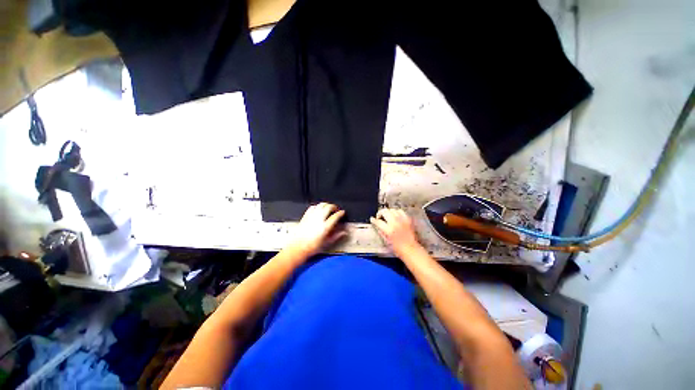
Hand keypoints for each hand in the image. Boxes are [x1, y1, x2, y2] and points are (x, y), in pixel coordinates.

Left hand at [286, 203, 347, 257]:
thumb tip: (343, 233)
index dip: (340, 213)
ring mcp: (311, 217)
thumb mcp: (326, 243)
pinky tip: (318, 209)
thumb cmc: (311, 247)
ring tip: (328, 208)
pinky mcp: (305, 216)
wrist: (297, 247)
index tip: (342, 213)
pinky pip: (313, 207)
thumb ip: (336, 236)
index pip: (335, 216)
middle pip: (328, 207)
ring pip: (321, 205)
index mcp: (325, 227)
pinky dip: (317, 206)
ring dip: (326, 205)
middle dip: (334, 206)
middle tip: (336, 209)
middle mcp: (318, 220)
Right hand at [370, 209, 421, 256]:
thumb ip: (380, 231)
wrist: (411, 249)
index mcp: (388, 230)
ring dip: (388, 212)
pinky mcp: (408, 219)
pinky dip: (396, 212)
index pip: (378, 221)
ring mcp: (402, 220)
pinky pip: (400, 211)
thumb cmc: (397, 248)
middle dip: (380, 213)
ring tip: (387, 216)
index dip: (374, 220)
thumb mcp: (386, 241)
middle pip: (385, 211)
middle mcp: (395, 222)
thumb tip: (376, 225)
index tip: (372, 219)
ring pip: (392, 210)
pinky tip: (395, 216)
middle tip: (379, 217)